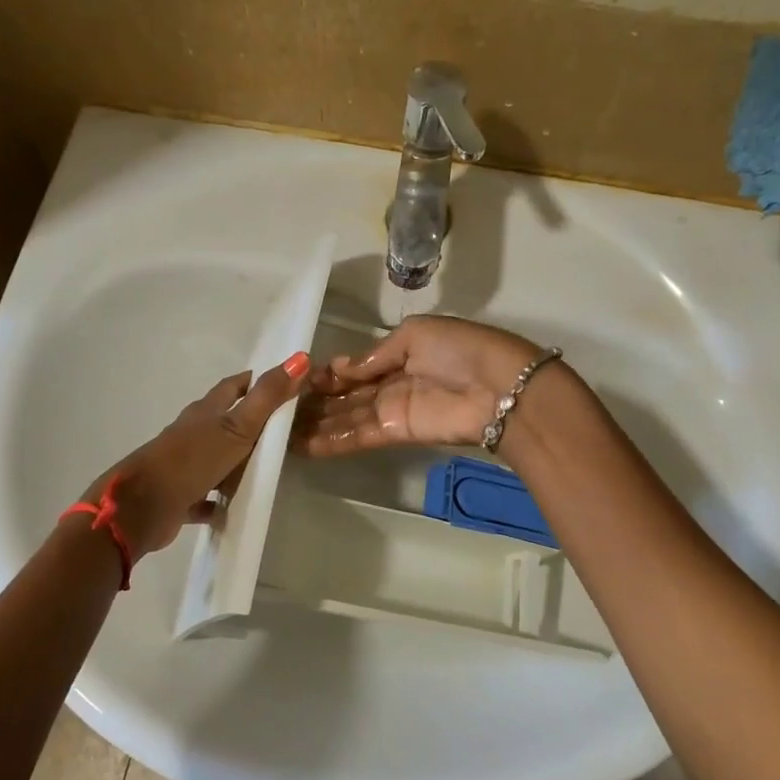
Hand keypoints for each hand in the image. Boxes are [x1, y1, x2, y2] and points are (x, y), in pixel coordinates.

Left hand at [84, 353, 309, 555]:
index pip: (233, 387)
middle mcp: (193, 433)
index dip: (256, 381)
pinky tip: (236, 507)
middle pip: (225, 421)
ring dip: (237, 461)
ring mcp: (185, 464)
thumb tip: (300, 357)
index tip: (283, 382)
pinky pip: (205, 495)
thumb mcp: (238, 426)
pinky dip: (219, 499)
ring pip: (216, 458)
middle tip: (284, 428)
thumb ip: (268, 396)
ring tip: (267, 468)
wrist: (143, 506)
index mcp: (206, 412)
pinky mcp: (180, 495)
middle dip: (251, 422)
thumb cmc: (192, 459)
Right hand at [291, 315, 542, 455]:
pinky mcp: (396, 433)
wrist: (500, 387)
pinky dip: (331, 441)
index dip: (328, 373)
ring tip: (279, 431)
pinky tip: (301, 445)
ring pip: (347, 418)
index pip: (356, 367)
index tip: (297, 378)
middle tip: (279, 408)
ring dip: (316, 424)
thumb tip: (338, 367)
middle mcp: (392, 384)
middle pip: (347, 395)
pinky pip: (358, 436)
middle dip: (316, 402)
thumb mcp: (415, 334)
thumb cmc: (460, 349)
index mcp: (400, 353)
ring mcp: (393, 411)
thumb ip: (375, 355)